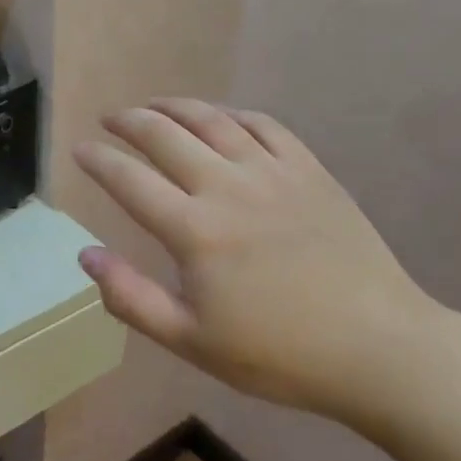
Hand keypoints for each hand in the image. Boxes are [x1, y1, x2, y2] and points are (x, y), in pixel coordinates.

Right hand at [74, 99, 443, 422]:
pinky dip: (230, 114)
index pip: (129, 180)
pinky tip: (218, 118)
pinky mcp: (308, 170)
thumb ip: (131, 298)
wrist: (382, 350)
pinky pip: (262, 124)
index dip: (98, 160)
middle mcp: (226, 188)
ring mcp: (271, 173)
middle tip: (109, 120)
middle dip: (128, 121)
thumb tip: (85, 254)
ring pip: (210, 119)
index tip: (79, 149)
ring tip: (152, 106)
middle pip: (163, 135)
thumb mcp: (193, 342)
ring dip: (173, 106)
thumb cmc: (281, 354)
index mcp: (195, 231)